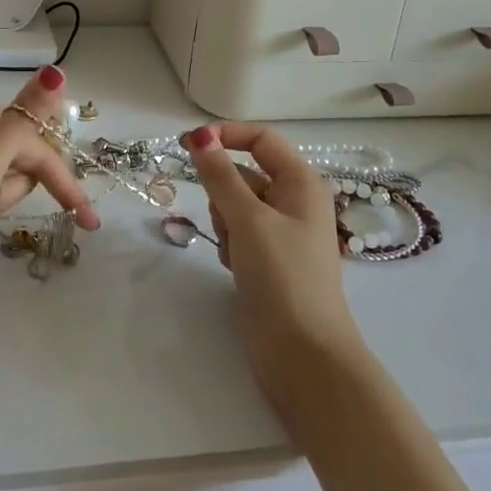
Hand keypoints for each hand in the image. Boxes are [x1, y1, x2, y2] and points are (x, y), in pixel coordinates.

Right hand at [182, 122, 362, 399]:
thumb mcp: (248, 219)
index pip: (260, 138)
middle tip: (229, 223)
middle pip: (243, 173)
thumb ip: (220, 175)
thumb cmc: (283, 277)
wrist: (303, 355)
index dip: (225, 135)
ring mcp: (280, 231)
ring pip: (234, 204)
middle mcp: (294, 200)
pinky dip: (229, 244)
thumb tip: (200, 135)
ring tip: (236, 252)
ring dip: (225, 222)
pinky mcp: (267, 258)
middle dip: (224, 193)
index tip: (187, 144)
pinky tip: (236, 268)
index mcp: (302, 182)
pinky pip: (236, 232)